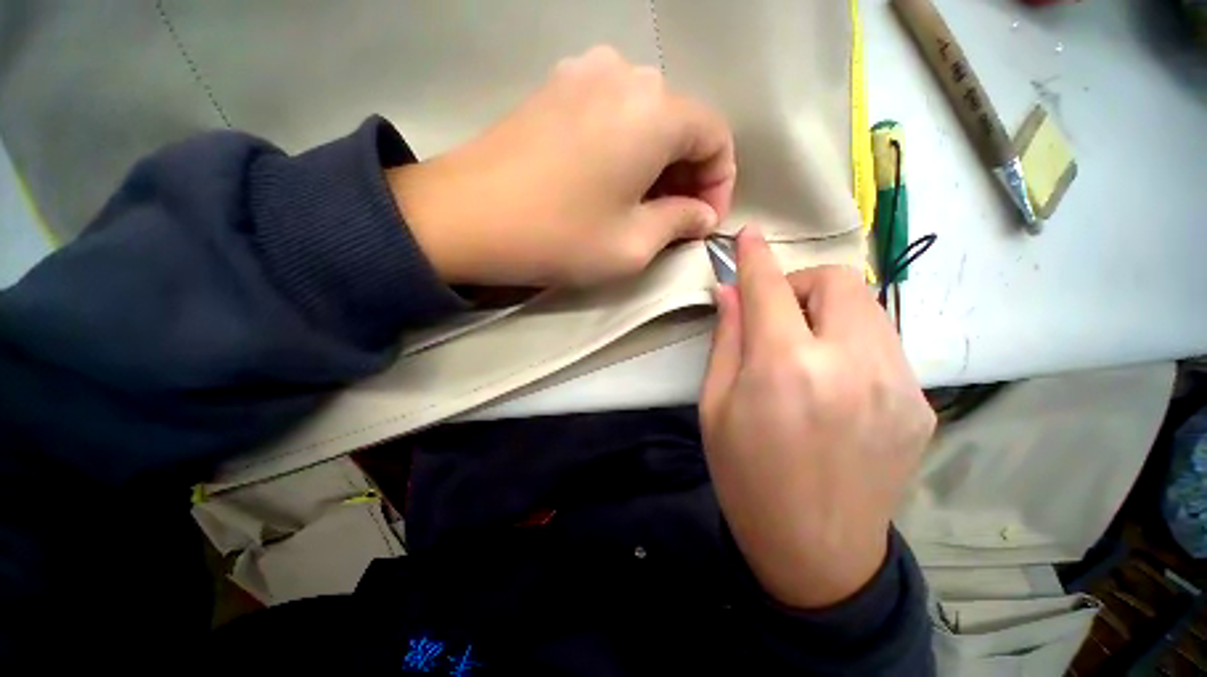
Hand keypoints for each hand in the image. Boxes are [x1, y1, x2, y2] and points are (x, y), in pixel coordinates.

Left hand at [388, 45, 735, 287]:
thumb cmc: (559, 235)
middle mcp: (625, 74)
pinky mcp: (555, 88)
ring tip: (641, 206)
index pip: (717, 136)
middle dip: (687, 176)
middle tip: (673, 221)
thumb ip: (679, 223)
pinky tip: (608, 182)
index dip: (720, 184)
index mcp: (655, 110)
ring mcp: (584, 74)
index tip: (702, 222)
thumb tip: (701, 215)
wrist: (464, 216)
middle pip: (682, 124)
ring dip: (656, 163)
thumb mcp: (633, 245)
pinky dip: (625, 148)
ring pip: (647, 119)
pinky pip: (612, 114)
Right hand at [699, 227, 934, 608]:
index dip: (756, 257)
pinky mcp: (919, 402)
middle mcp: (850, 365)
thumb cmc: (746, 476)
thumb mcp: (715, 406)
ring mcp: (898, 384)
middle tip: (776, 314)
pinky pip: (882, 342)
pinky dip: (850, 339)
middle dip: (800, 283)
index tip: (748, 235)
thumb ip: (727, 341)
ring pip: (866, 305)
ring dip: (827, 309)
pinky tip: (832, 376)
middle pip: (837, 281)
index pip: (769, 289)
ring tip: (804, 345)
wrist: (816, 550)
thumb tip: (730, 293)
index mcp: (786, 370)